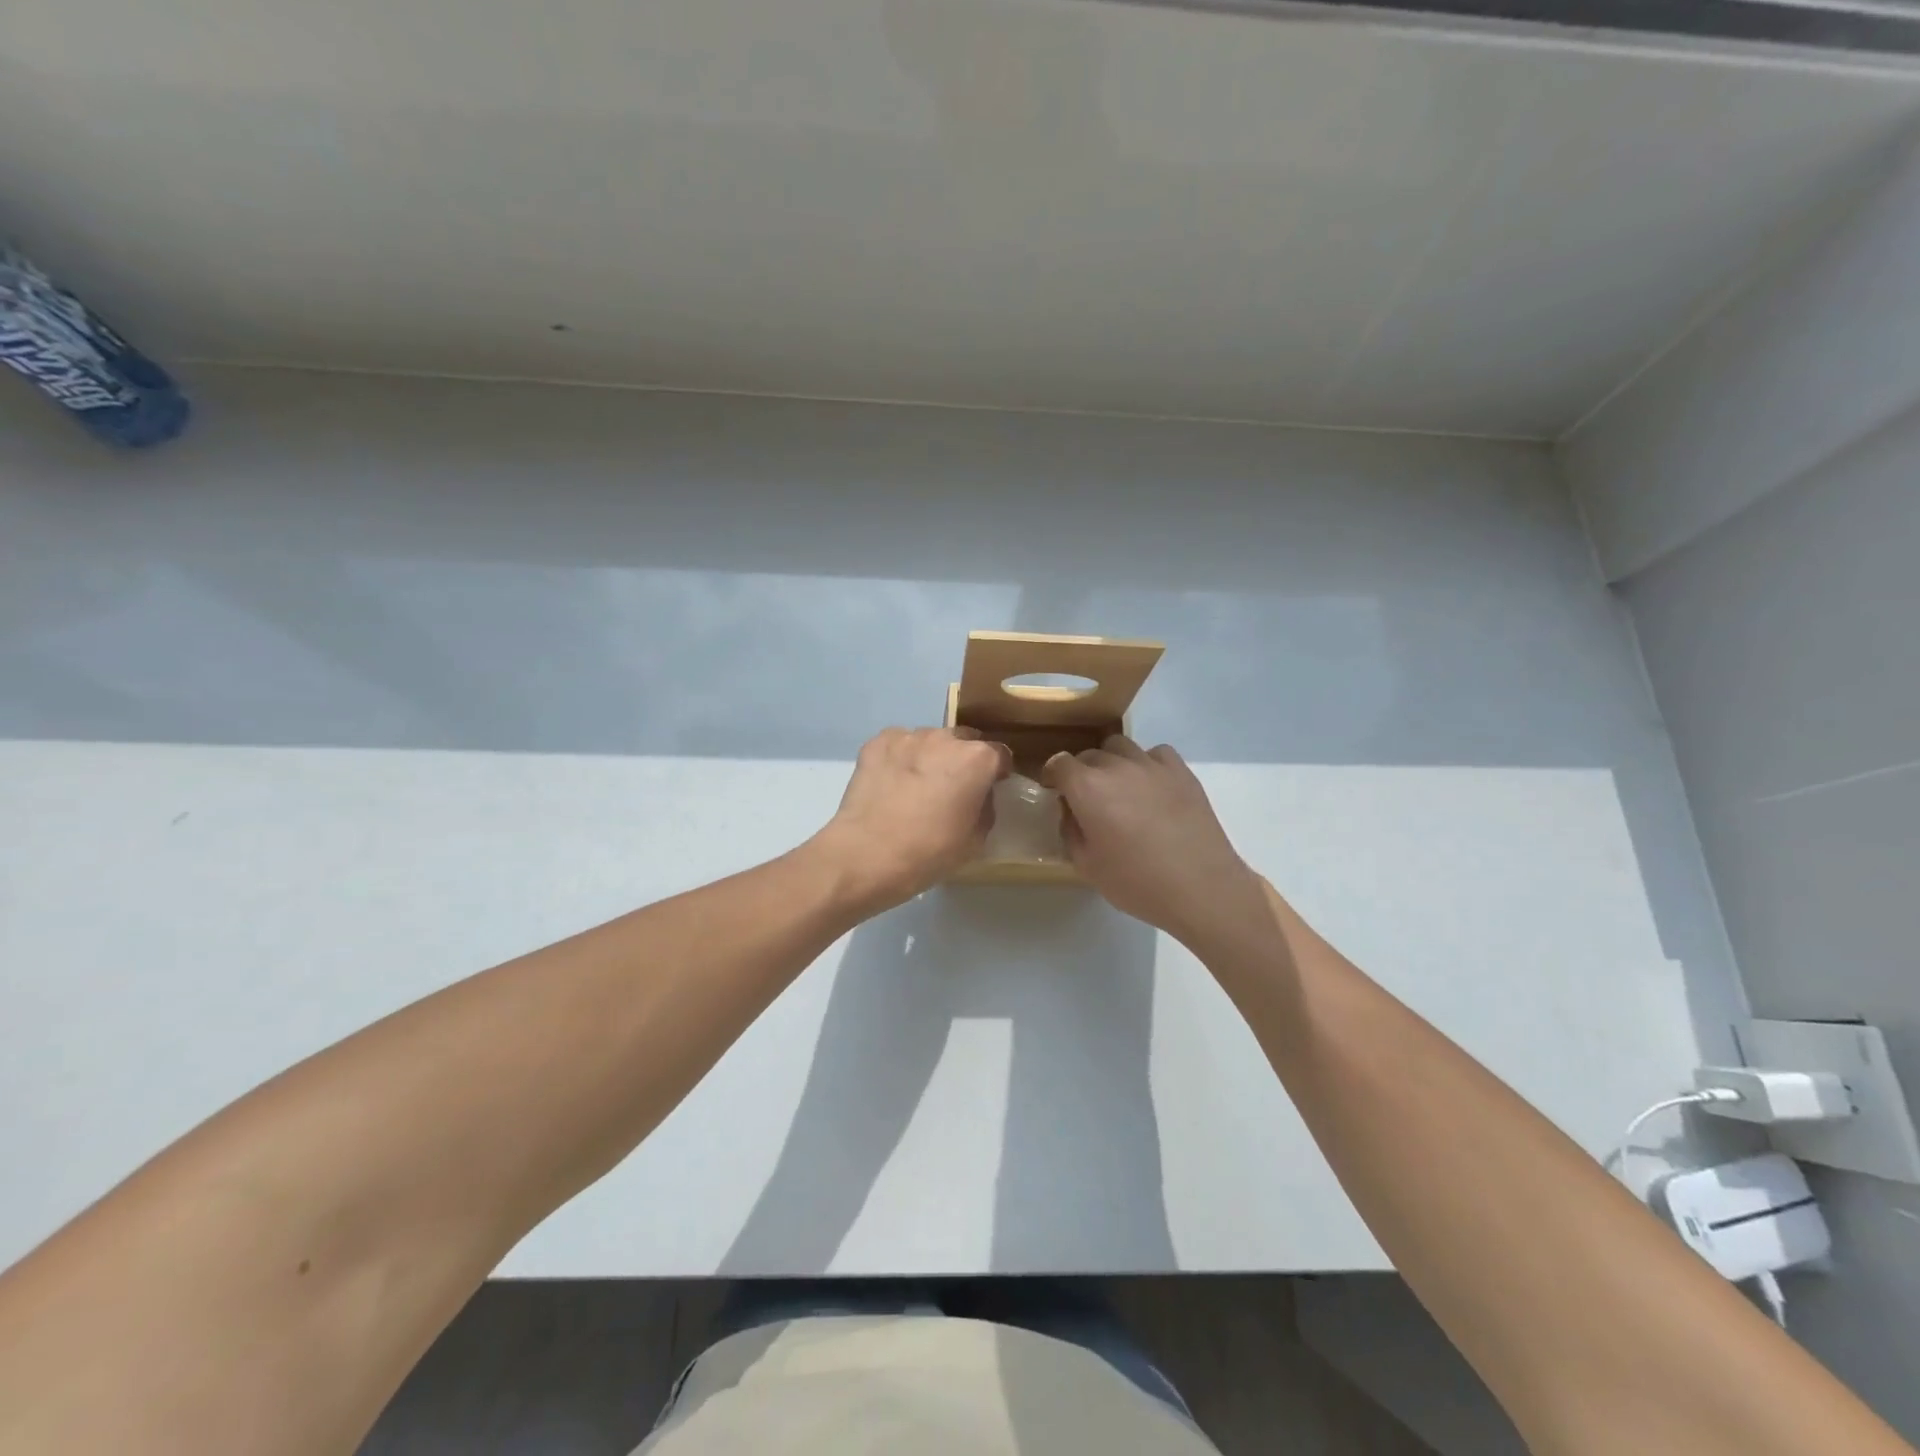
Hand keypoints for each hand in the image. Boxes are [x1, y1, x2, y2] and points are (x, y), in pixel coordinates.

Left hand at [815, 727, 1010, 911]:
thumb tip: (979, 795)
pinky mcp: (877, 742)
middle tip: (951, 790)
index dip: (997, 772)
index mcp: (977, 759)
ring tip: (916, 787)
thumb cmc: (929, 852)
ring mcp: (908, 736)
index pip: (1000, 755)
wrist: (867, 854)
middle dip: (963, 761)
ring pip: (929, 741)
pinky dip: (900, 759)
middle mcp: (945, 738)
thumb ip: (985, 807)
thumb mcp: (975, 840)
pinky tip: (891, 784)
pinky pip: (898, 745)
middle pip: (964, 741)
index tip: (990, 789)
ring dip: (930, 758)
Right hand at [1043, 737, 1265, 947]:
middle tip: (1088, 800)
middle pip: (1089, 755)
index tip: (1055, 791)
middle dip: (1082, 772)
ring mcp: (1152, 765)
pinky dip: (1146, 764)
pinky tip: (1151, 787)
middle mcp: (1116, 766)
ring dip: (1112, 763)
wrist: (1200, 887)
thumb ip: (1070, 831)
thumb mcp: (1087, 866)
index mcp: (1087, 788)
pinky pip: (1155, 753)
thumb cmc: (1136, 882)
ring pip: (1120, 747)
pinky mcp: (1181, 771)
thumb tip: (1070, 810)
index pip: (1059, 763)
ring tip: (1120, 789)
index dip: (1053, 775)